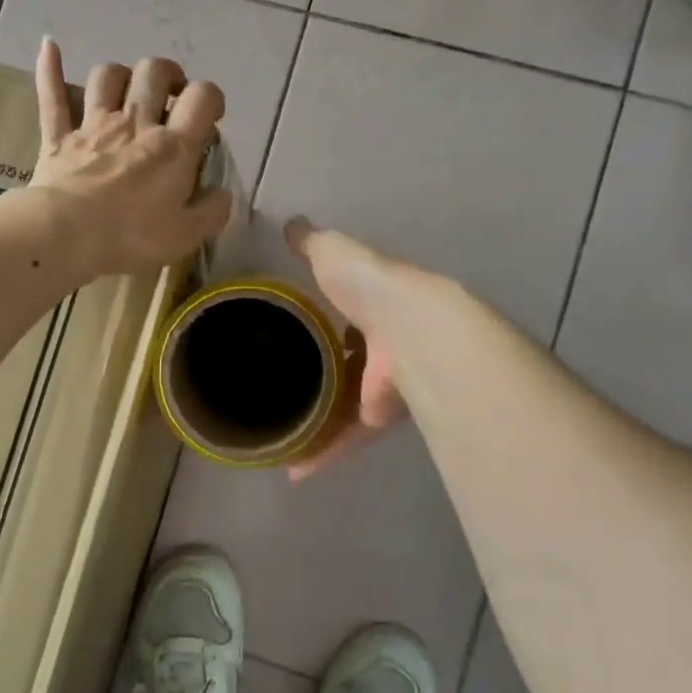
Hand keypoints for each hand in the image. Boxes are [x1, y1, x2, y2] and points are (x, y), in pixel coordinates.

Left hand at [29, 39, 231, 277]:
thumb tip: (223, 195)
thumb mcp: (186, 235)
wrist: (67, 235)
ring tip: (126, 91)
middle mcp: (135, 123)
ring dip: (120, 75)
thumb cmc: (132, 236)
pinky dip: (50, 69)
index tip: (209, 116)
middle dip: (167, 75)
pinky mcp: (59, 137)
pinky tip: (49, 46)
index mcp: (172, 146)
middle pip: (154, 72)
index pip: (202, 98)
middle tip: (171, 95)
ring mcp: (93, 125)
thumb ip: (212, 212)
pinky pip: (52, 96)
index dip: (211, 98)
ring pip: (107, 76)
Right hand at [284, 217, 414, 479]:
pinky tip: (295, 469)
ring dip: (317, 421)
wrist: (411, 330)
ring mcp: (382, 383)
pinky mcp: (380, 417)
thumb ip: (311, 244)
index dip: (327, 317)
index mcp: (375, 305)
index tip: (299, 328)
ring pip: (345, 406)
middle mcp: (383, 345)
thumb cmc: (369, 284)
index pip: (348, 312)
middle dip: (323, 375)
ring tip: (280, 436)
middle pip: (348, 363)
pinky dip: (324, 451)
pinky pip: (349, 436)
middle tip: (283, 386)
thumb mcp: (333, 253)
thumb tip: (289, 223)